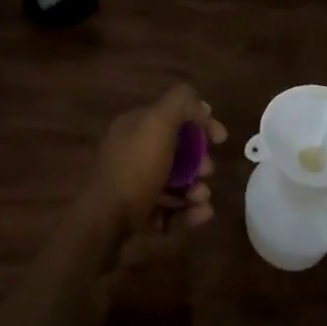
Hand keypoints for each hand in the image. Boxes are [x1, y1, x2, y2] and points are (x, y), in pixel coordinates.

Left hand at [83, 83, 225, 245]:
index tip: (220, 138)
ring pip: (176, 185)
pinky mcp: (140, 218)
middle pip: (176, 153)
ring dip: (197, 189)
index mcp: (133, 127)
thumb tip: (202, 106)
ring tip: (202, 196)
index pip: (171, 117)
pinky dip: (190, 212)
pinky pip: (172, 212)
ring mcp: (135, 188)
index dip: (199, 123)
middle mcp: (132, 154)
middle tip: (207, 170)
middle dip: (199, 161)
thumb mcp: (159, 122)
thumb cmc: (135, 168)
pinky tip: (203, 213)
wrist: (105, 222)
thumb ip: (181, 103)